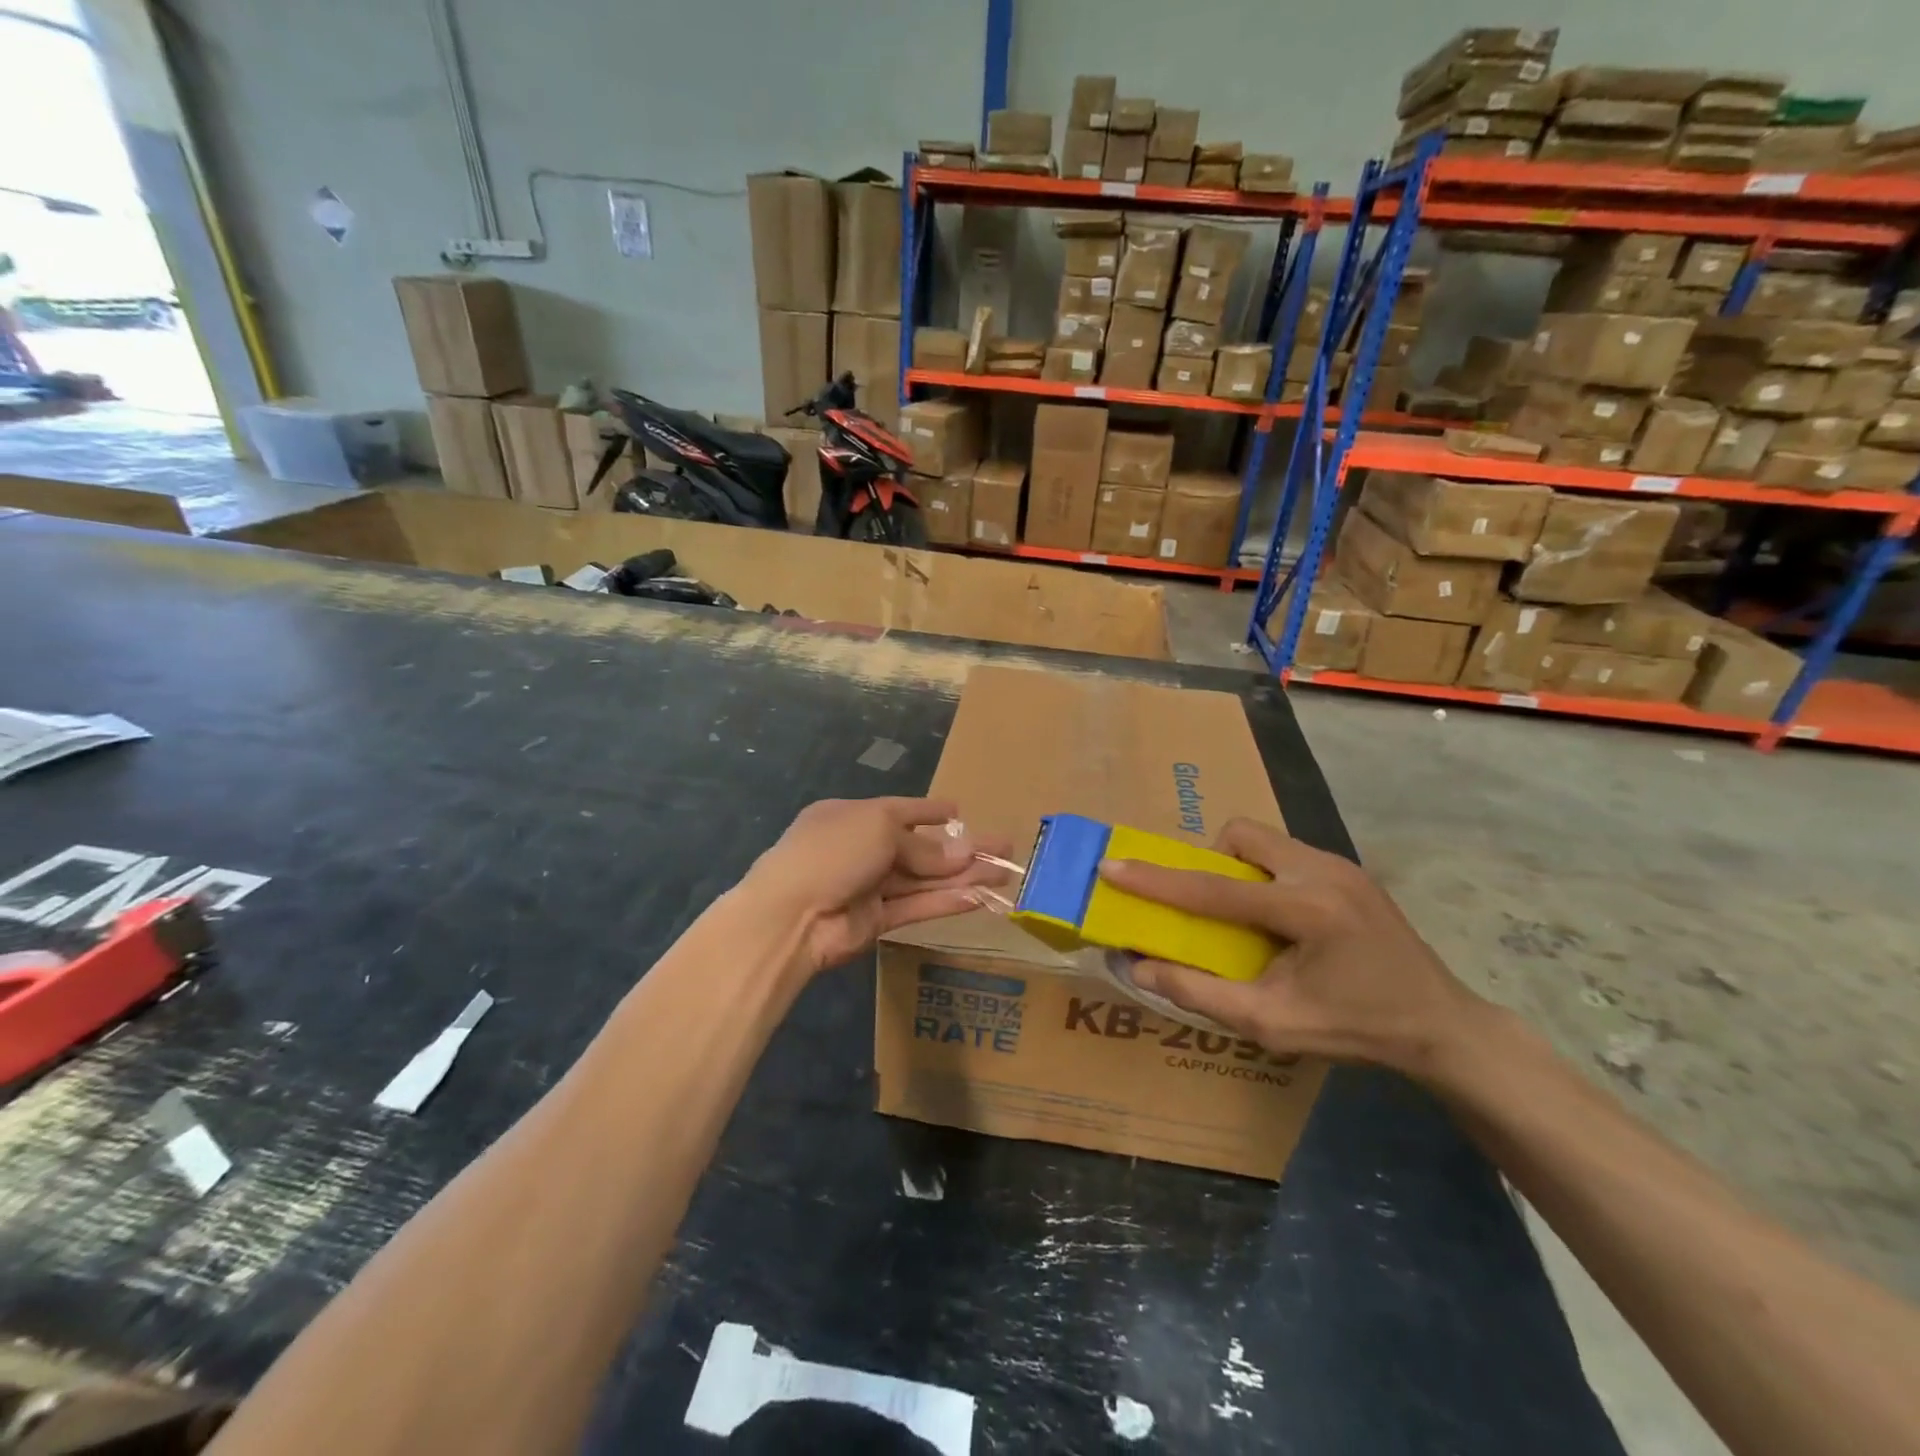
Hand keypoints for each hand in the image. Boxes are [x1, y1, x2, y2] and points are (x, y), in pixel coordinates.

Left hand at [743, 797, 1014, 975]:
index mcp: (853, 816)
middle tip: (1004, 848)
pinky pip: (917, 906)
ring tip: (1004, 874)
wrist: (791, 915)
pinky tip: (978, 898)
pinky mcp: (876, 921)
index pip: (900, 810)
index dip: (931, 811)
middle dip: (961, 849)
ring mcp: (869, 886)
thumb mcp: (879, 829)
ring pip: (924, 879)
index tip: (959, 812)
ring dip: (963, 877)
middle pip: (920, 848)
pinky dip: (946, 902)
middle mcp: (862, 849)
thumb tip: (963, 854)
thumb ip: (922, 846)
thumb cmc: (833, 851)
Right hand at [1098, 818, 1486, 1080]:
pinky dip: (1265, 873)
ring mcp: (1341, 864)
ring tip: (1246, 916)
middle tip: (1211, 908)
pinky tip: (1280, 919)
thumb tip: (1139, 966)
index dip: (1155, 880)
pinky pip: (1286, 852)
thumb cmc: (1357, 1030)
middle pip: (1241, 836)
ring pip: (1264, 839)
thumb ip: (1201, 993)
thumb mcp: (1273, 1025)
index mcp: (1307, 910)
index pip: (1213, 889)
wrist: (1443, 1027)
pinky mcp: (1349, 869)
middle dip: (1210, 861)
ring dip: (1238, 866)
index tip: (1111, 867)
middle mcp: (1323, 871)